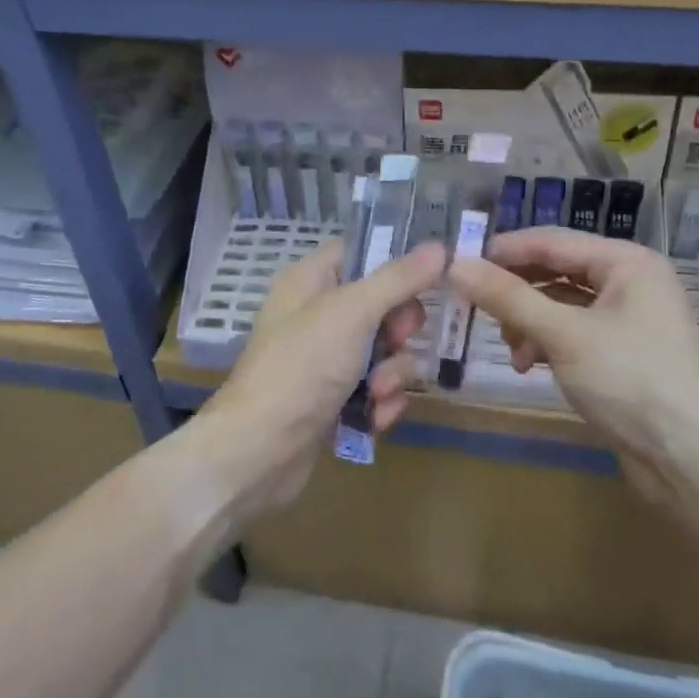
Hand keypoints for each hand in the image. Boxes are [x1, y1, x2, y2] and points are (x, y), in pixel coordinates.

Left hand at [200, 239, 446, 515]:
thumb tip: (439, 246)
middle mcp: (316, 315)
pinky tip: (375, 419)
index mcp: (310, 281)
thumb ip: (398, 279)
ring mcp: (324, 360)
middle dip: (399, 329)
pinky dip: (381, 402)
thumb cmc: (302, 366)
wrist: (259, 451)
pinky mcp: (333, 400)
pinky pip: (375, 389)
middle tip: (398, 340)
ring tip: (378, 392)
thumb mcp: (352, 313)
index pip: (360, 252)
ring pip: (384, 351)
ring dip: (393, 373)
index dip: (395, 261)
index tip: (432, 273)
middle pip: (381, 305)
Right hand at [447, 228, 698, 470]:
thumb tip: (456, 265)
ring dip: (529, 323)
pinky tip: (531, 367)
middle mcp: (629, 282)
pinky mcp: (621, 355)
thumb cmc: (632, 381)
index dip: (505, 251)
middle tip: (477, 310)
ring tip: (513, 350)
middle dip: (517, 293)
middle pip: (556, 272)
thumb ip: (508, 297)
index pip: (552, 241)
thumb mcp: (563, 335)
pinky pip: (572, 333)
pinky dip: (547, 344)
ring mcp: (628, 320)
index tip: (460, 265)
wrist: (693, 462)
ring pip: (560, 306)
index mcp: (627, 262)